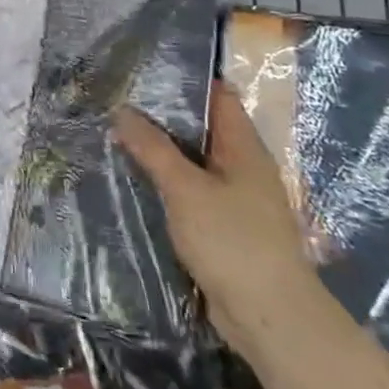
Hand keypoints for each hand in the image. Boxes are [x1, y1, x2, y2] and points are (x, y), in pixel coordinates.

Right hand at [113, 81, 318, 357]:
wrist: (271, 319)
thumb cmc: (233, 242)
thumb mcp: (185, 189)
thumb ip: (153, 148)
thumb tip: (122, 110)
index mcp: (244, 148)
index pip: (217, 96)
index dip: (185, 79)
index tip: (144, 69)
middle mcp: (243, 167)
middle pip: (202, 128)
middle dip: (164, 116)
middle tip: (118, 100)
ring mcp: (236, 199)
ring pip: (194, 162)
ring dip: (162, 152)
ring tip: (118, 134)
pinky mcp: (225, 227)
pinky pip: (192, 192)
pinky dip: (168, 182)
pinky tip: (138, 180)